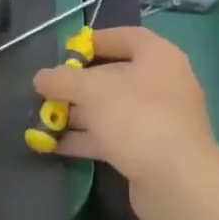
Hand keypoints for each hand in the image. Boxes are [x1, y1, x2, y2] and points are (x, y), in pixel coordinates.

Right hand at [32, 26, 218, 219]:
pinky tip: (56, 145)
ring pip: (111, 109)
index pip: (125, 37)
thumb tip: (41, 77)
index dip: (95, 41)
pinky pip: (113, 136)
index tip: (65, 50)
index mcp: (158, 57)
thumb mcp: (92, 91)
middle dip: (78, 84)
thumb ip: (63, 79)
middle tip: (47, 90)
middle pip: (114, 75)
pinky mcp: (149, 150)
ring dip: (78, 114)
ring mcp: (157, 119)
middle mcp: (161, 83)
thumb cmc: (138, 119)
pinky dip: (87, 138)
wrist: (177, 183)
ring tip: (43, 119)